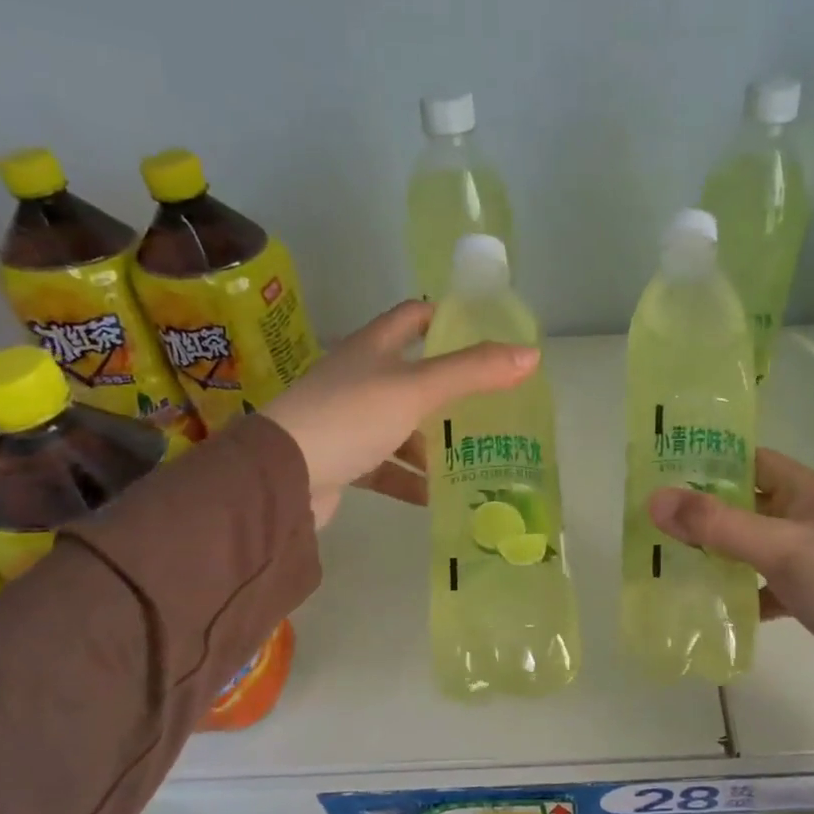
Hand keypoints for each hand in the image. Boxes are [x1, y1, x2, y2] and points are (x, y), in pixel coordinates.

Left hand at [263, 300, 538, 527]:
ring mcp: (348, 421)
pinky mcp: (342, 460)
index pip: (413, 318)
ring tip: (473, 456)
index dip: (446, 319)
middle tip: (492, 403)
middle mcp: (359, 379)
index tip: (484, 333)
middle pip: (412, 375)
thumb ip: (474, 372)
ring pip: (401, 425)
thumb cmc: (351, 417)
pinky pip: (385, 466)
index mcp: (373, 349)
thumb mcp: (418, 389)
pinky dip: (409, 478)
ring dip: (432, 441)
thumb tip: (532, 354)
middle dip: (451, 390)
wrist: (281, 477)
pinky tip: (436, 495)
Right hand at [648, 449, 813, 711]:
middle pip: (747, 504)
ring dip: (717, 551)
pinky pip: (762, 584)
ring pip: (752, 545)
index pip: (753, 461)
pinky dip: (738, 590)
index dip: (711, 462)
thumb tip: (655, 500)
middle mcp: (808, 518)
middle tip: (657, 519)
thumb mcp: (778, 548)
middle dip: (705, 511)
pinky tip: (707, 601)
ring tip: (669, 555)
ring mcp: (809, 557)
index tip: (665, 472)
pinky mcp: (807, 594)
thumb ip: (717, 525)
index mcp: (808, 492)